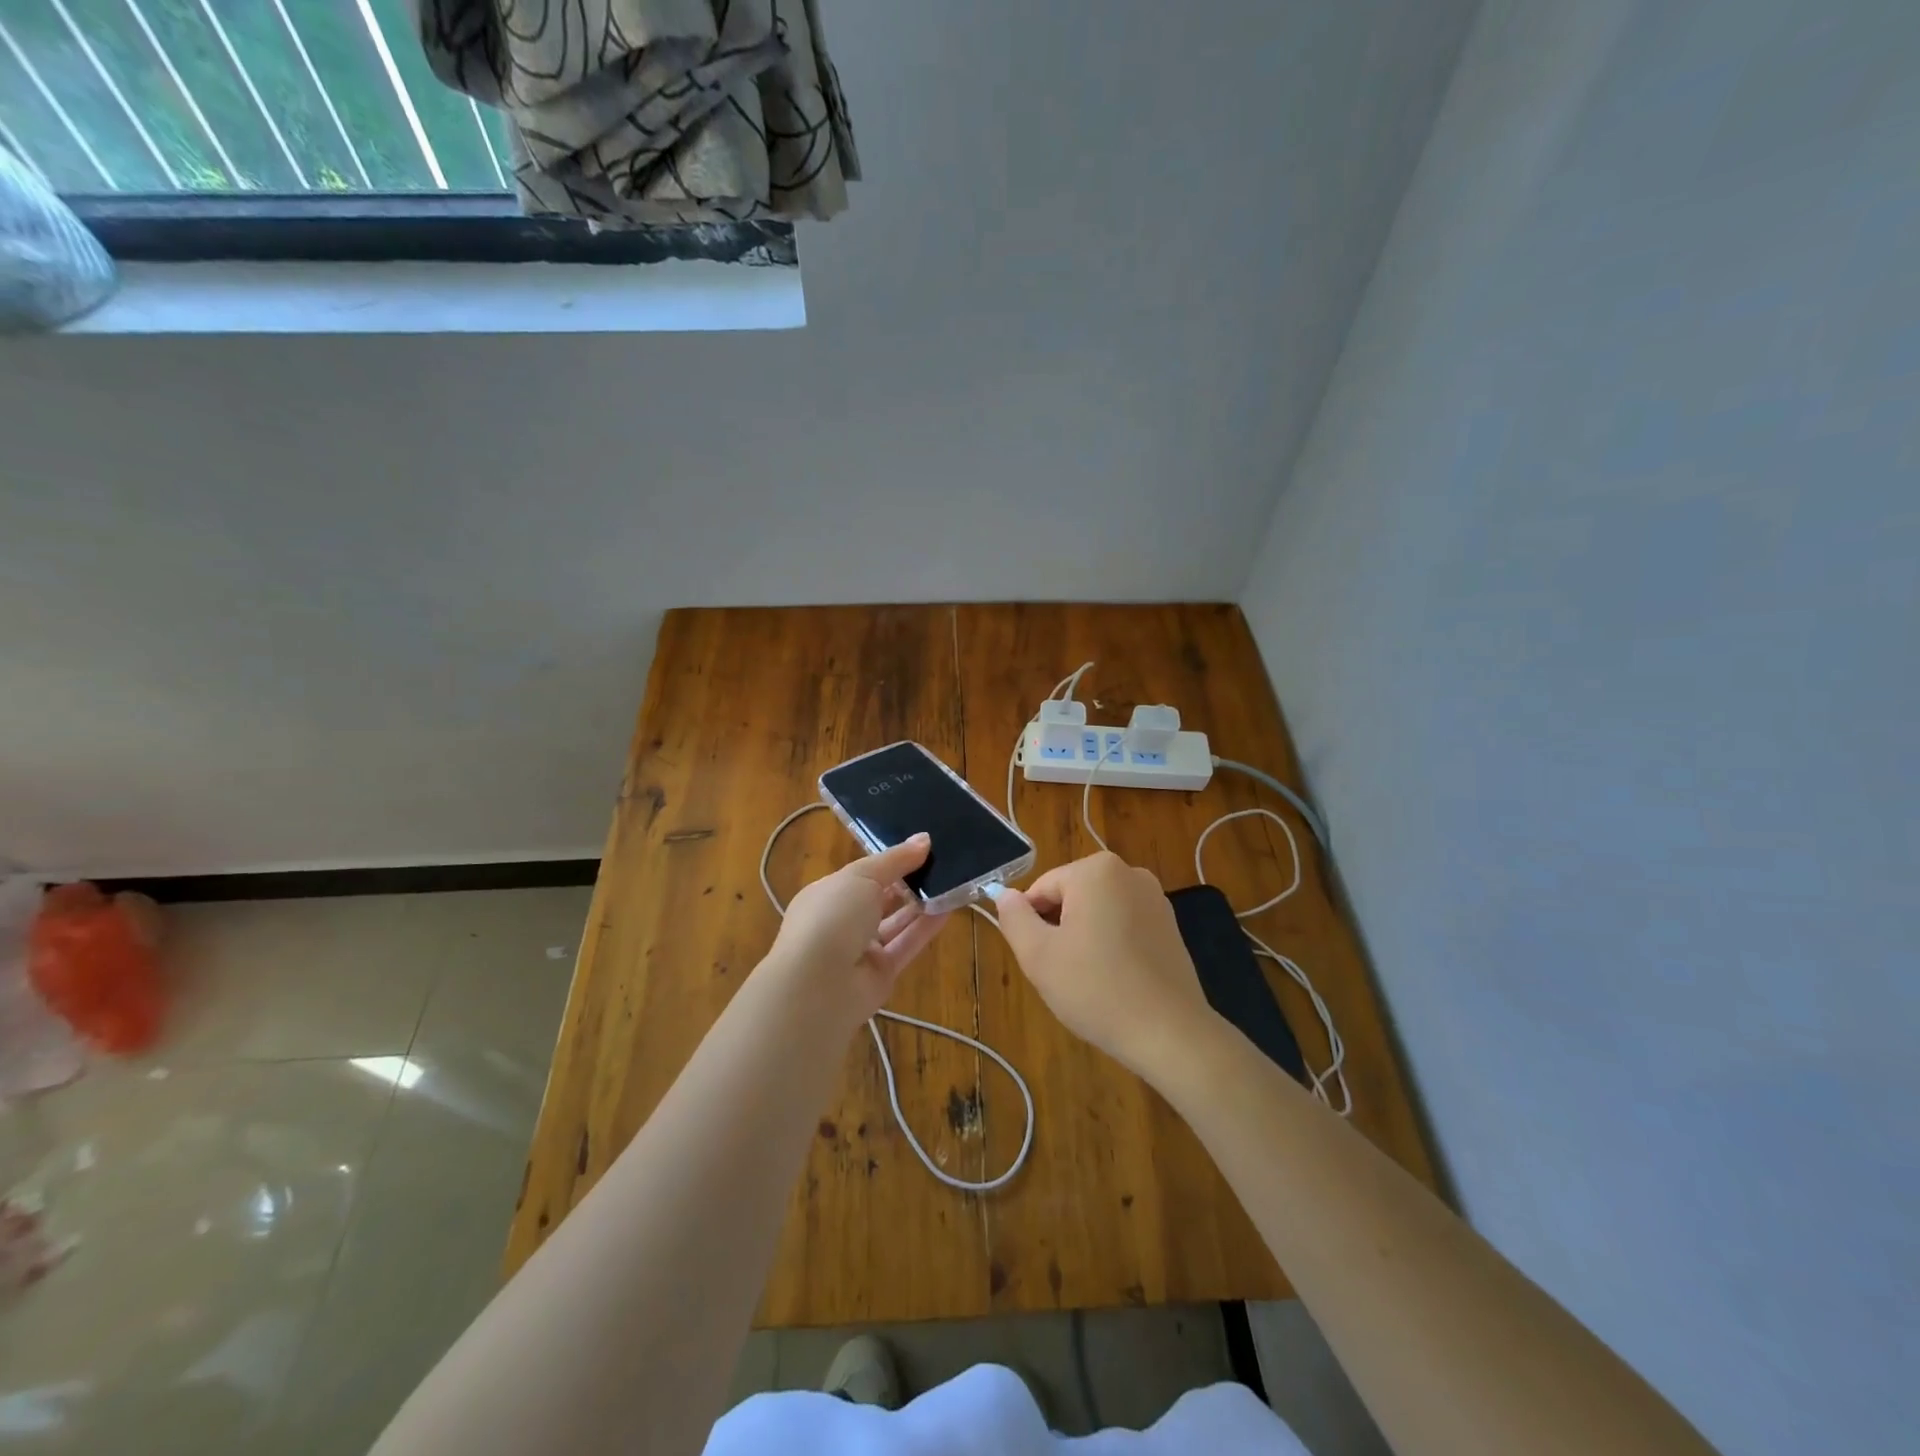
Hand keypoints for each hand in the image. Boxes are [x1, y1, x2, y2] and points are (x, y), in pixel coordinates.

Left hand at [768, 834, 951, 1025]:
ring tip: (952, 881)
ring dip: (921, 904)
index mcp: (827, 894)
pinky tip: (950, 908)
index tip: (922, 847)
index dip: (890, 861)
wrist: (818, 986)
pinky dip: (926, 928)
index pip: (862, 874)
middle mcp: (842, 921)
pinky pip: (906, 945)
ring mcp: (860, 949)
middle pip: (880, 898)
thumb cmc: (832, 917)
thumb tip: (924, 839)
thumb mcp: (862, 876)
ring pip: (896, 922)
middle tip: (942, 862)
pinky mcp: (881, 973)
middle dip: (908, 882)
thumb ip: (895, 859)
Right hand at [994, 851, 1218, 1082]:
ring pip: (1097, 912)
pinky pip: (1124, 925)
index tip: (1039, 959)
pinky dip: (1111, 946)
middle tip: (1062, 972)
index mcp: (1096, 870)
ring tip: (1089, 979)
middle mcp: (1129, 872)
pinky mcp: (1170, 925)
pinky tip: (1114, 981)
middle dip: (1060, 929)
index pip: (1042, 889)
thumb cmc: (1097, 989)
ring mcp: (1155, 898)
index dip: (1032, 925)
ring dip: (1084, 938)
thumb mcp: (1038, 955)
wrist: (1170, 1033)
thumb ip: (1014, 918)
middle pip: (1071, 896)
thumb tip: (1004, 895)